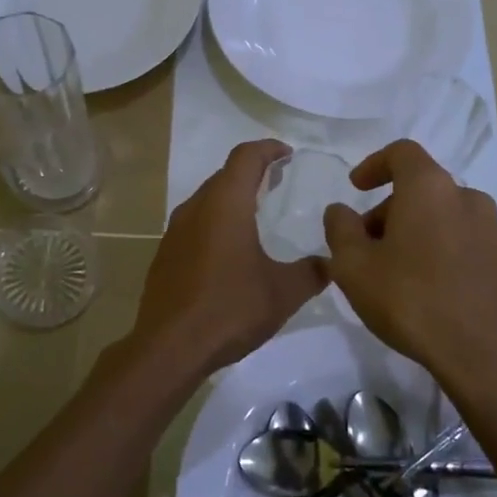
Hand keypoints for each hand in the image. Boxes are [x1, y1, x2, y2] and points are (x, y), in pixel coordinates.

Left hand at [129, 140, 326, 382]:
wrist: (169, 348)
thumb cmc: (230, 309)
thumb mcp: (284, 292)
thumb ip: (312, 272)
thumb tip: (332, 262)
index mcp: (225, 204)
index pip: (246, 157)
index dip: (268, 149)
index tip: (287, 154)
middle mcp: (196, 208)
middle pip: (224, 175)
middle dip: (252, 172)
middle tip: (278, 182)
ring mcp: (175, 231)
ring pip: (207, 199)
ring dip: (232, 197)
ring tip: (257, 213)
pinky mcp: (165, 255)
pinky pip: (195, 224)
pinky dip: (216, 222)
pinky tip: (230, 250)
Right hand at [323, 140, 496, 372]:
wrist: (482, 354)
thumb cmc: (409, 300)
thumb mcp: (352, 266)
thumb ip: (340, 229)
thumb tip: (340, 211)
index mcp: (429, 189)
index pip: (402, 153)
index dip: (375, 164)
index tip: (357, 188)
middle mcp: (468, 199)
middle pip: (424, 189)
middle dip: (393, 209)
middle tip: (370, 245)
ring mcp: (496, 232)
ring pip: (450, 217)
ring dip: (423, 231)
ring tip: (403, 269)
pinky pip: (472, 246)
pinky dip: (450, 254)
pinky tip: (438, 289)